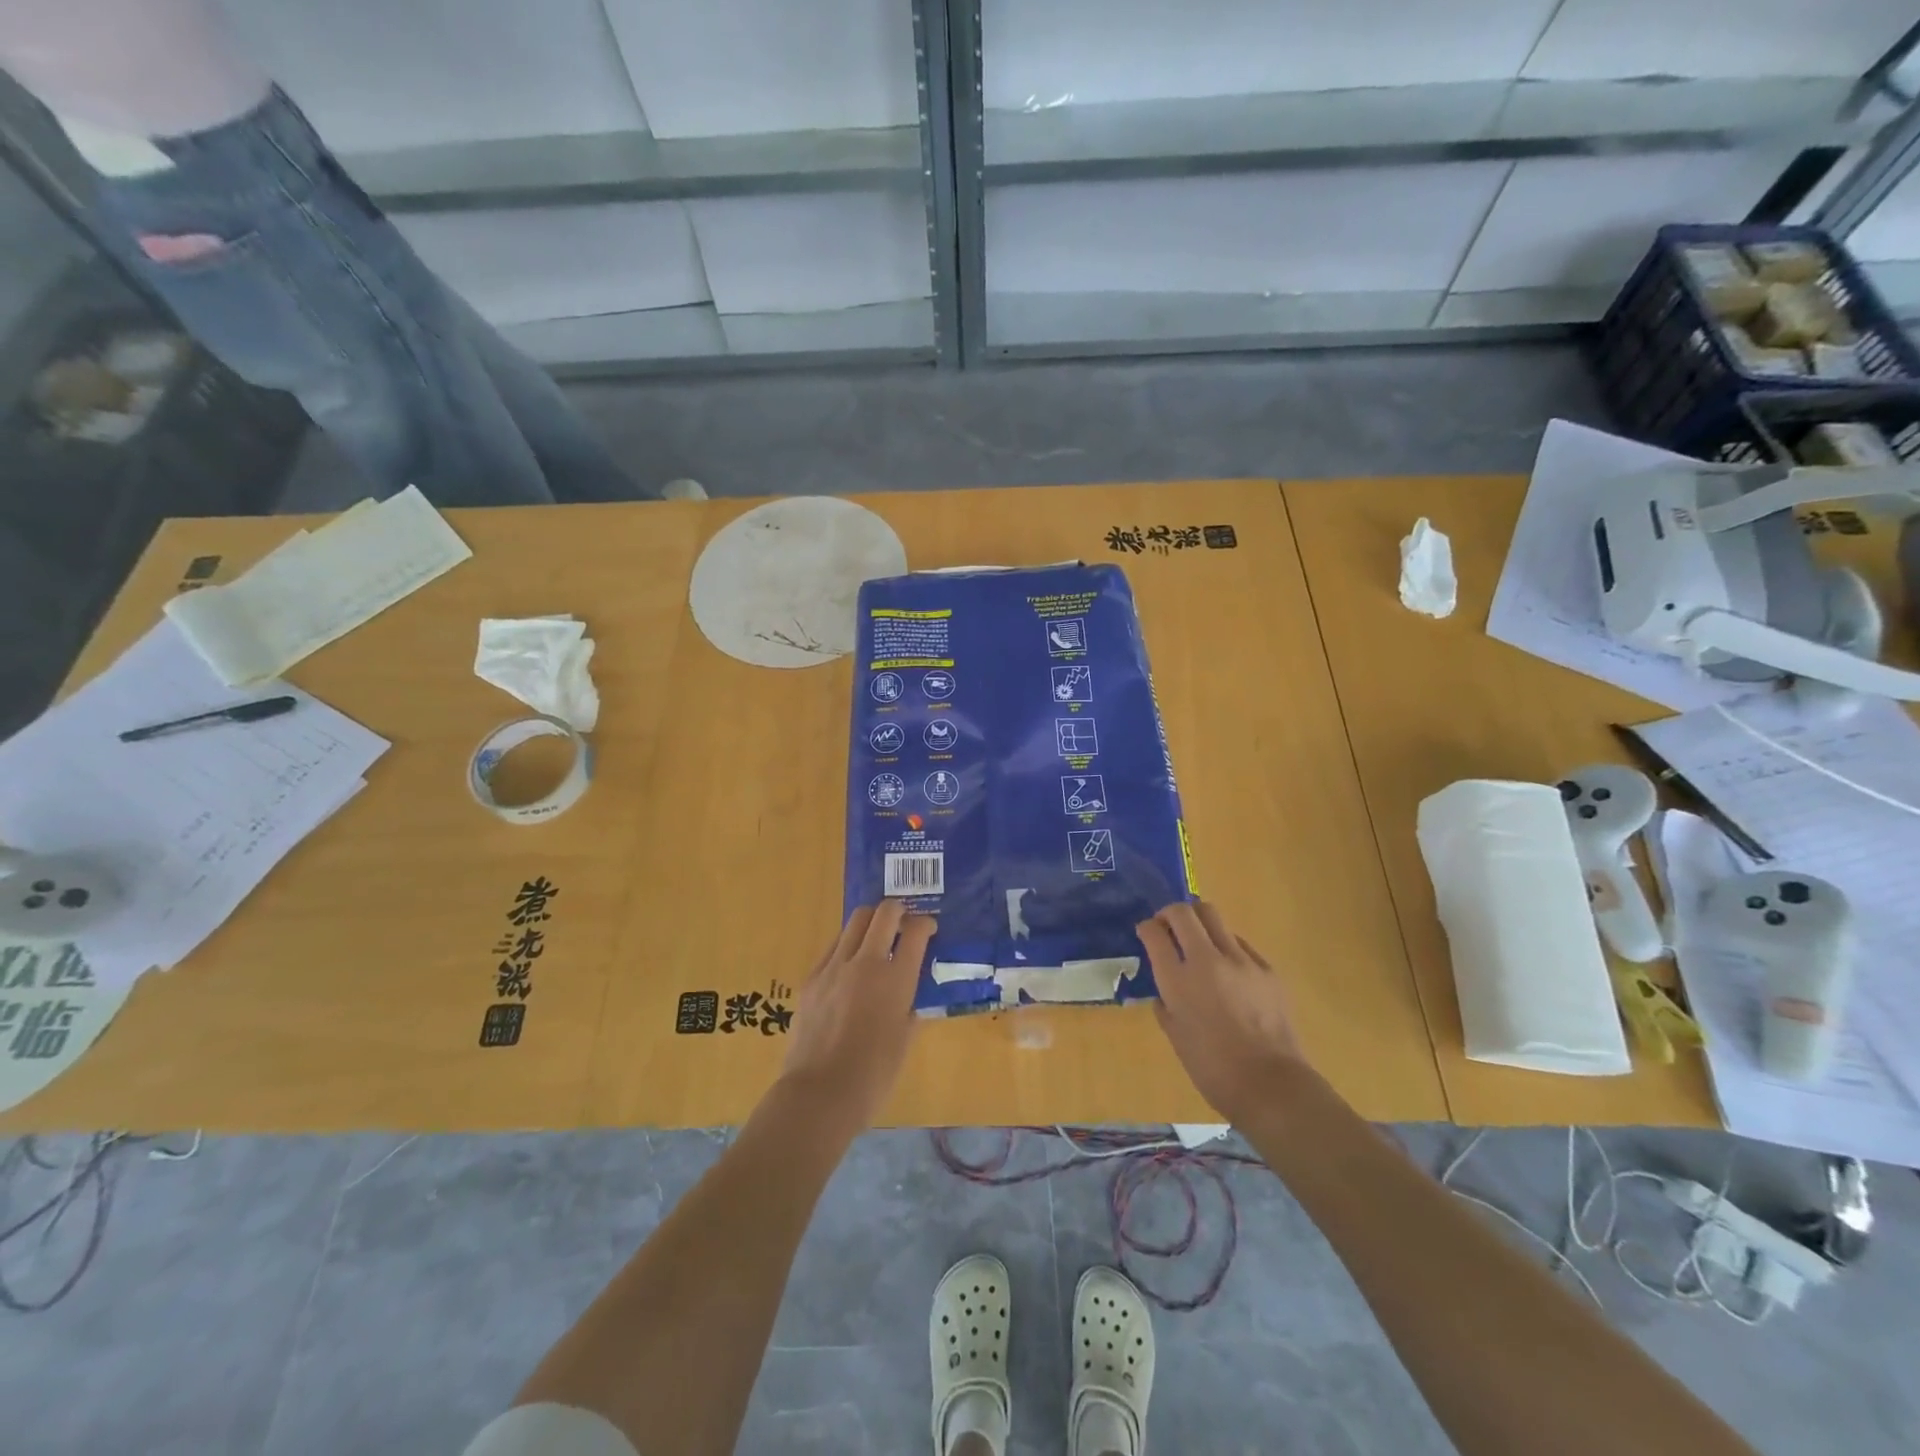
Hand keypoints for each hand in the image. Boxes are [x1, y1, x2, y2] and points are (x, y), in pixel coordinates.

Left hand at [778, 901, 935, 1132]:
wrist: (819, 1093)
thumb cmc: (873, 1075)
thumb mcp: (904, 1041)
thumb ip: (909, 1010)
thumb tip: (908, 999)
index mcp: (896, 979)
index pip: (916, 931)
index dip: (925, 924)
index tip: (928, 929)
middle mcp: (866, 962)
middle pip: (883, 913)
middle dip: (898, 910)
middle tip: (903, 923)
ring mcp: (834, 967)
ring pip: (855, 921)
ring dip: (871, 922)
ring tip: (876, 938)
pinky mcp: (812, 978)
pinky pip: (833, 947)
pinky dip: (847, 946)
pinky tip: (850, 966)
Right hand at [1137, 900, 1309, 1126]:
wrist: (1271, 1085)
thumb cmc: (1213, 1069)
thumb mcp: (1175, 1036)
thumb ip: (1166, 1005)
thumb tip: (1165, 991)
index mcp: (1178, 979)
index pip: (1154, 932)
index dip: (1146, 928)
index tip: (1146, 932)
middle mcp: (1207, 959)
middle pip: (1184, 912)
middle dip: (1170, 913)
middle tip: (1168, 927)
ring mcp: (1241, 960)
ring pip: (1214, 917)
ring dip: (1199, 924)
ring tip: (1199, 944)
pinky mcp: (1267, 968)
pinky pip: (1240, 943)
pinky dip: (1226, 946)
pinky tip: (1228, 970)